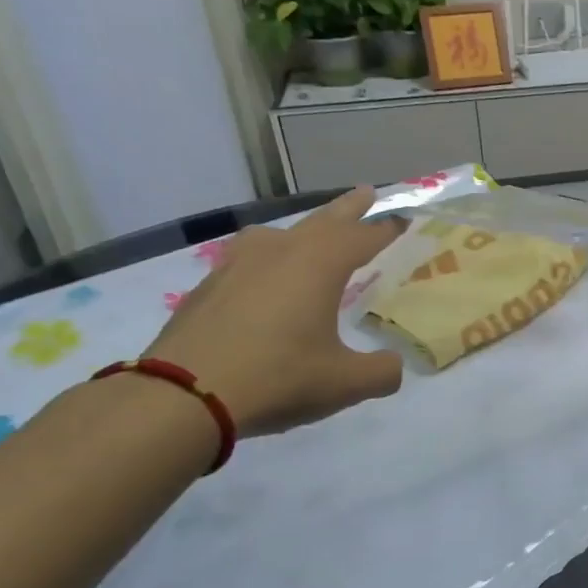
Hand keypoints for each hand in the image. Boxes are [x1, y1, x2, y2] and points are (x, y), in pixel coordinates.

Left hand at [144, 187, 403, 437]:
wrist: (183, 395)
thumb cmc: (278, 378)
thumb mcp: (345, 383)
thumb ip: (381, 372)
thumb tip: (393, 366)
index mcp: (319, 265)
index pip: (363, 236)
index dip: (386, 228)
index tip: (404, 219)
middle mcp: (280, 252)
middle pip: (322, 221)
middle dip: (348, 208)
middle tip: (366, 193)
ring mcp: (238, 265)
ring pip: (278, 234)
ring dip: (302, 230)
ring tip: (310, 236)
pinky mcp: (209, 286)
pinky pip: (249, 258)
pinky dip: (268, 259)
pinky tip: (264, 280)